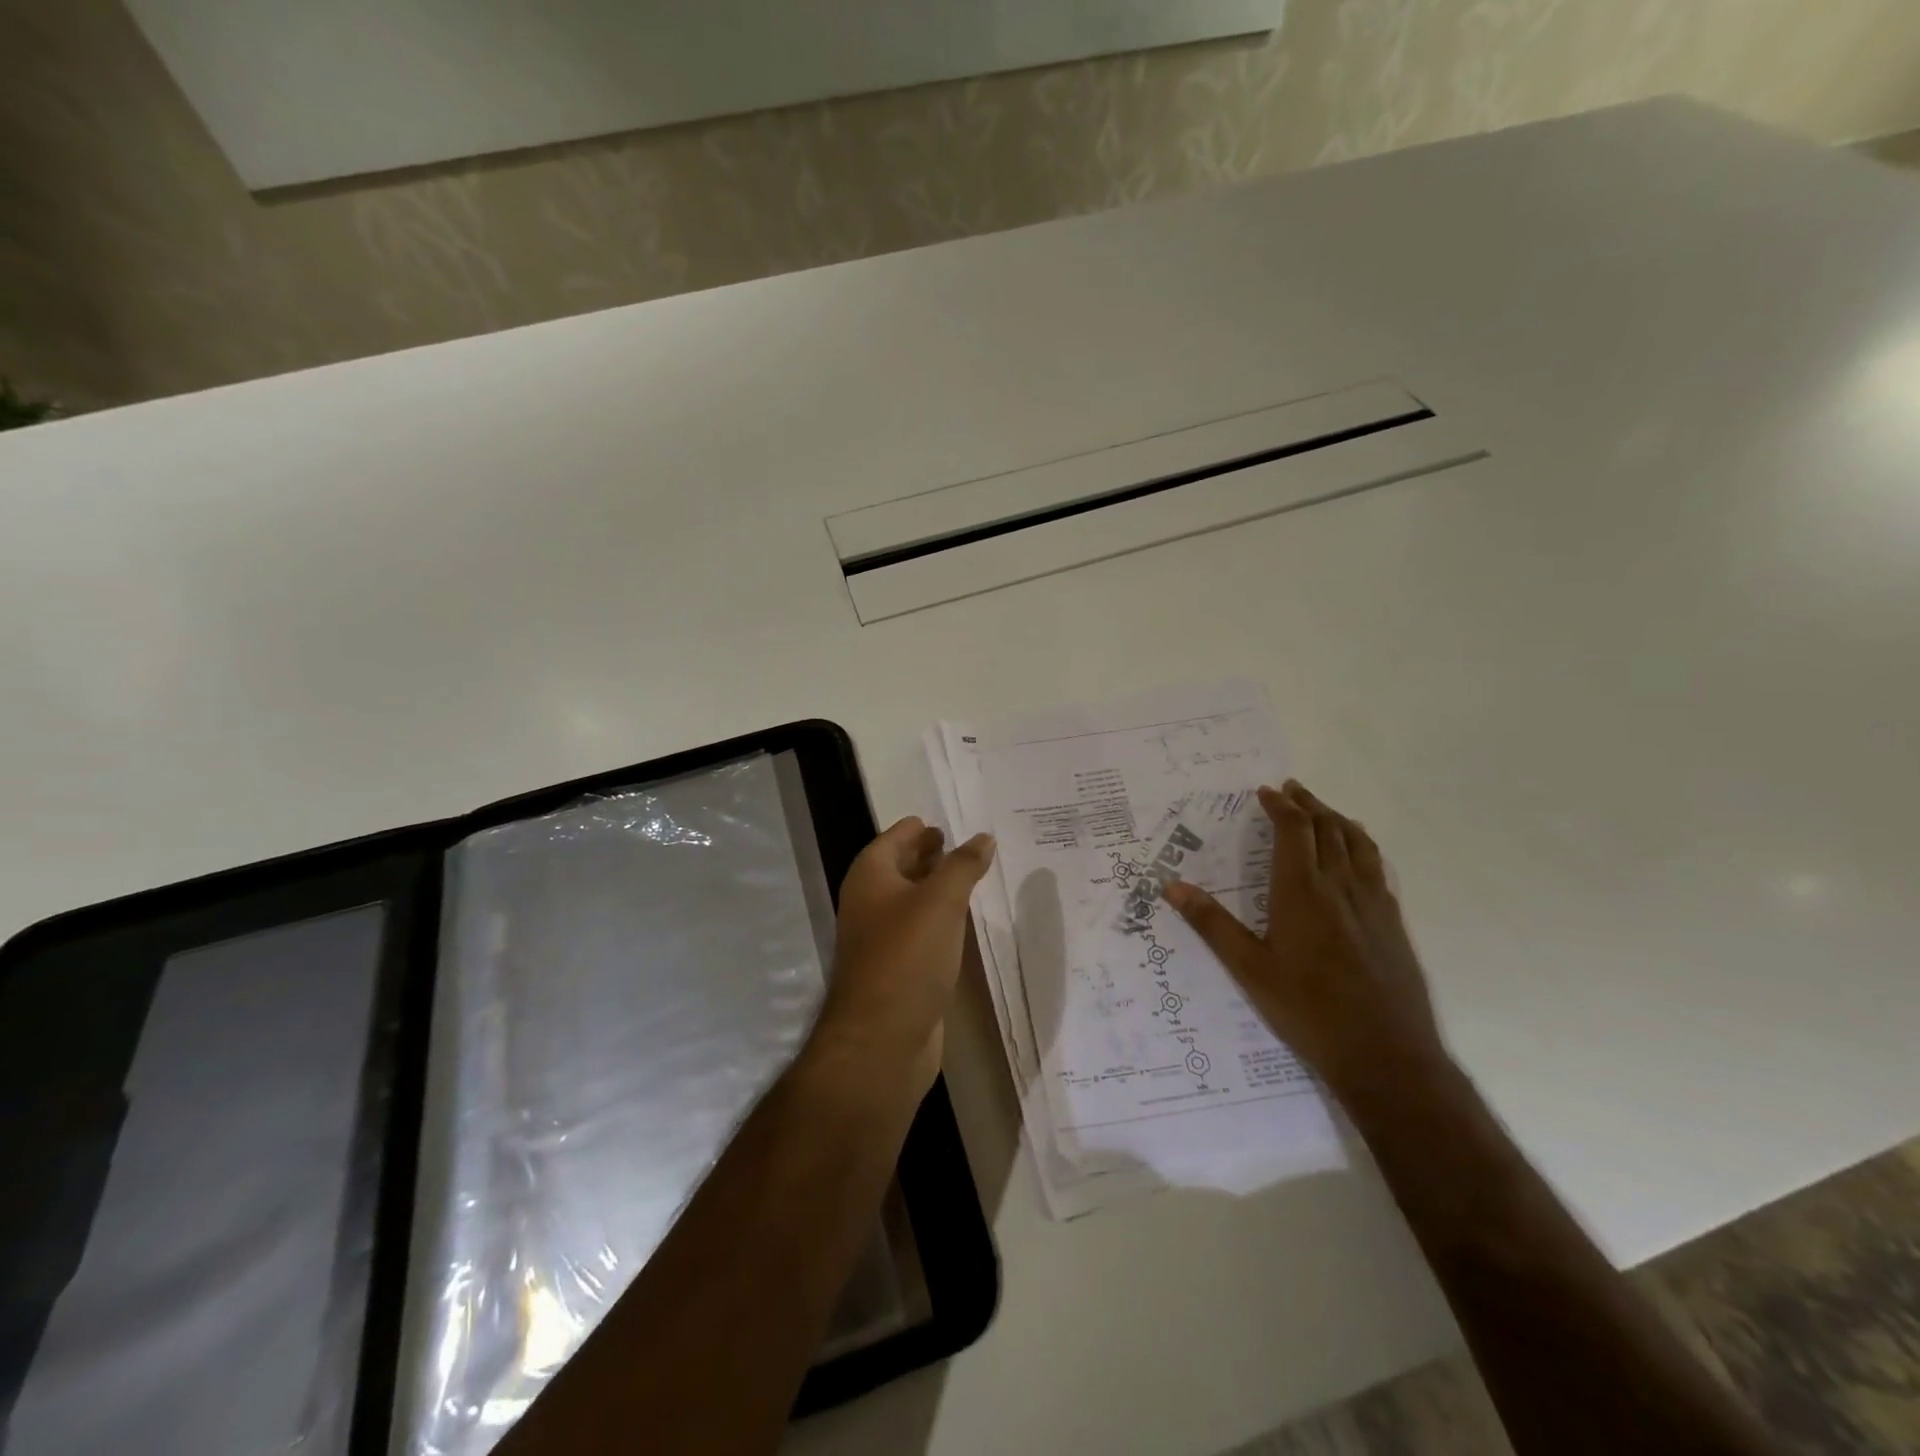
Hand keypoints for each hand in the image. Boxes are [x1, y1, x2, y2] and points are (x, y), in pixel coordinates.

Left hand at [811, 817, 995, 1100]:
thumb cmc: (907, 957)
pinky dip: (942, 921)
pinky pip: (922, 932)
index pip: (894, 838)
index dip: (917, 828)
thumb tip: (983, 837)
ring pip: (913, 902)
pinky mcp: (898, 970)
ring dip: (938, 889)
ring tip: (973, 876)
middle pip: (901, 868)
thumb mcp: (941, 901)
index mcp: (870, 877)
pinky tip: (966, 921)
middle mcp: (870, 903)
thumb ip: (963, 865)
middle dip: (930, 855)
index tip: (945, 820)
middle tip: (967, 844)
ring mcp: (882, 939)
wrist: (882, 1039)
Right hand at [1164, 780, 1444, 1094]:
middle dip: (1308, 804)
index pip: (1294, 830)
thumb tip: (1171, 885)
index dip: (1280, 806)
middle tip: (1291, 789)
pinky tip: (1358, 855)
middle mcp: (1340, 886)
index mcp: (1302, 891)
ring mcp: (1373, 903)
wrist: (1386, 1055)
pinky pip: (1377, 866)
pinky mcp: (1393, 922)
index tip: (1266, 791)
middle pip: (1327, 828)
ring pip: (1358, 843)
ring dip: (1337, 819)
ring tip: (1323, 811)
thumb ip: (1211, 924)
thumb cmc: (1308, 1010)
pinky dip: (1362, 845)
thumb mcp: (1249, 969)